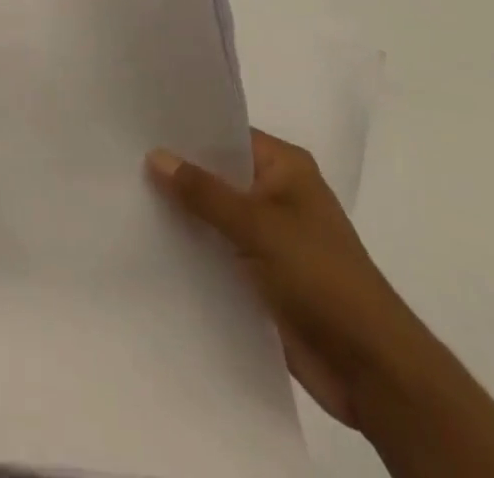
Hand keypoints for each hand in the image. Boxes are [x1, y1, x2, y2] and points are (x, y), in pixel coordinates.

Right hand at [147, 131, 431, 430]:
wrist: (371, 370)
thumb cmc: (320, 277)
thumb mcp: (257, 225)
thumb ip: (203, 192)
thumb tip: (155, 155)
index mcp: (285, 168)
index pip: (227, 134)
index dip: (186, 131)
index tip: (139, 122)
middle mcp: (277, 195)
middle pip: (218, 174)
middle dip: (177, 172)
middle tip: (121, 157)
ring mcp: (270, 238)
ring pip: (214, 215)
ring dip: (182, 213)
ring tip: (125, 194)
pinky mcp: (261, 277)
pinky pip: (218, 252)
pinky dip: (192, 249)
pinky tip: (150, 241)